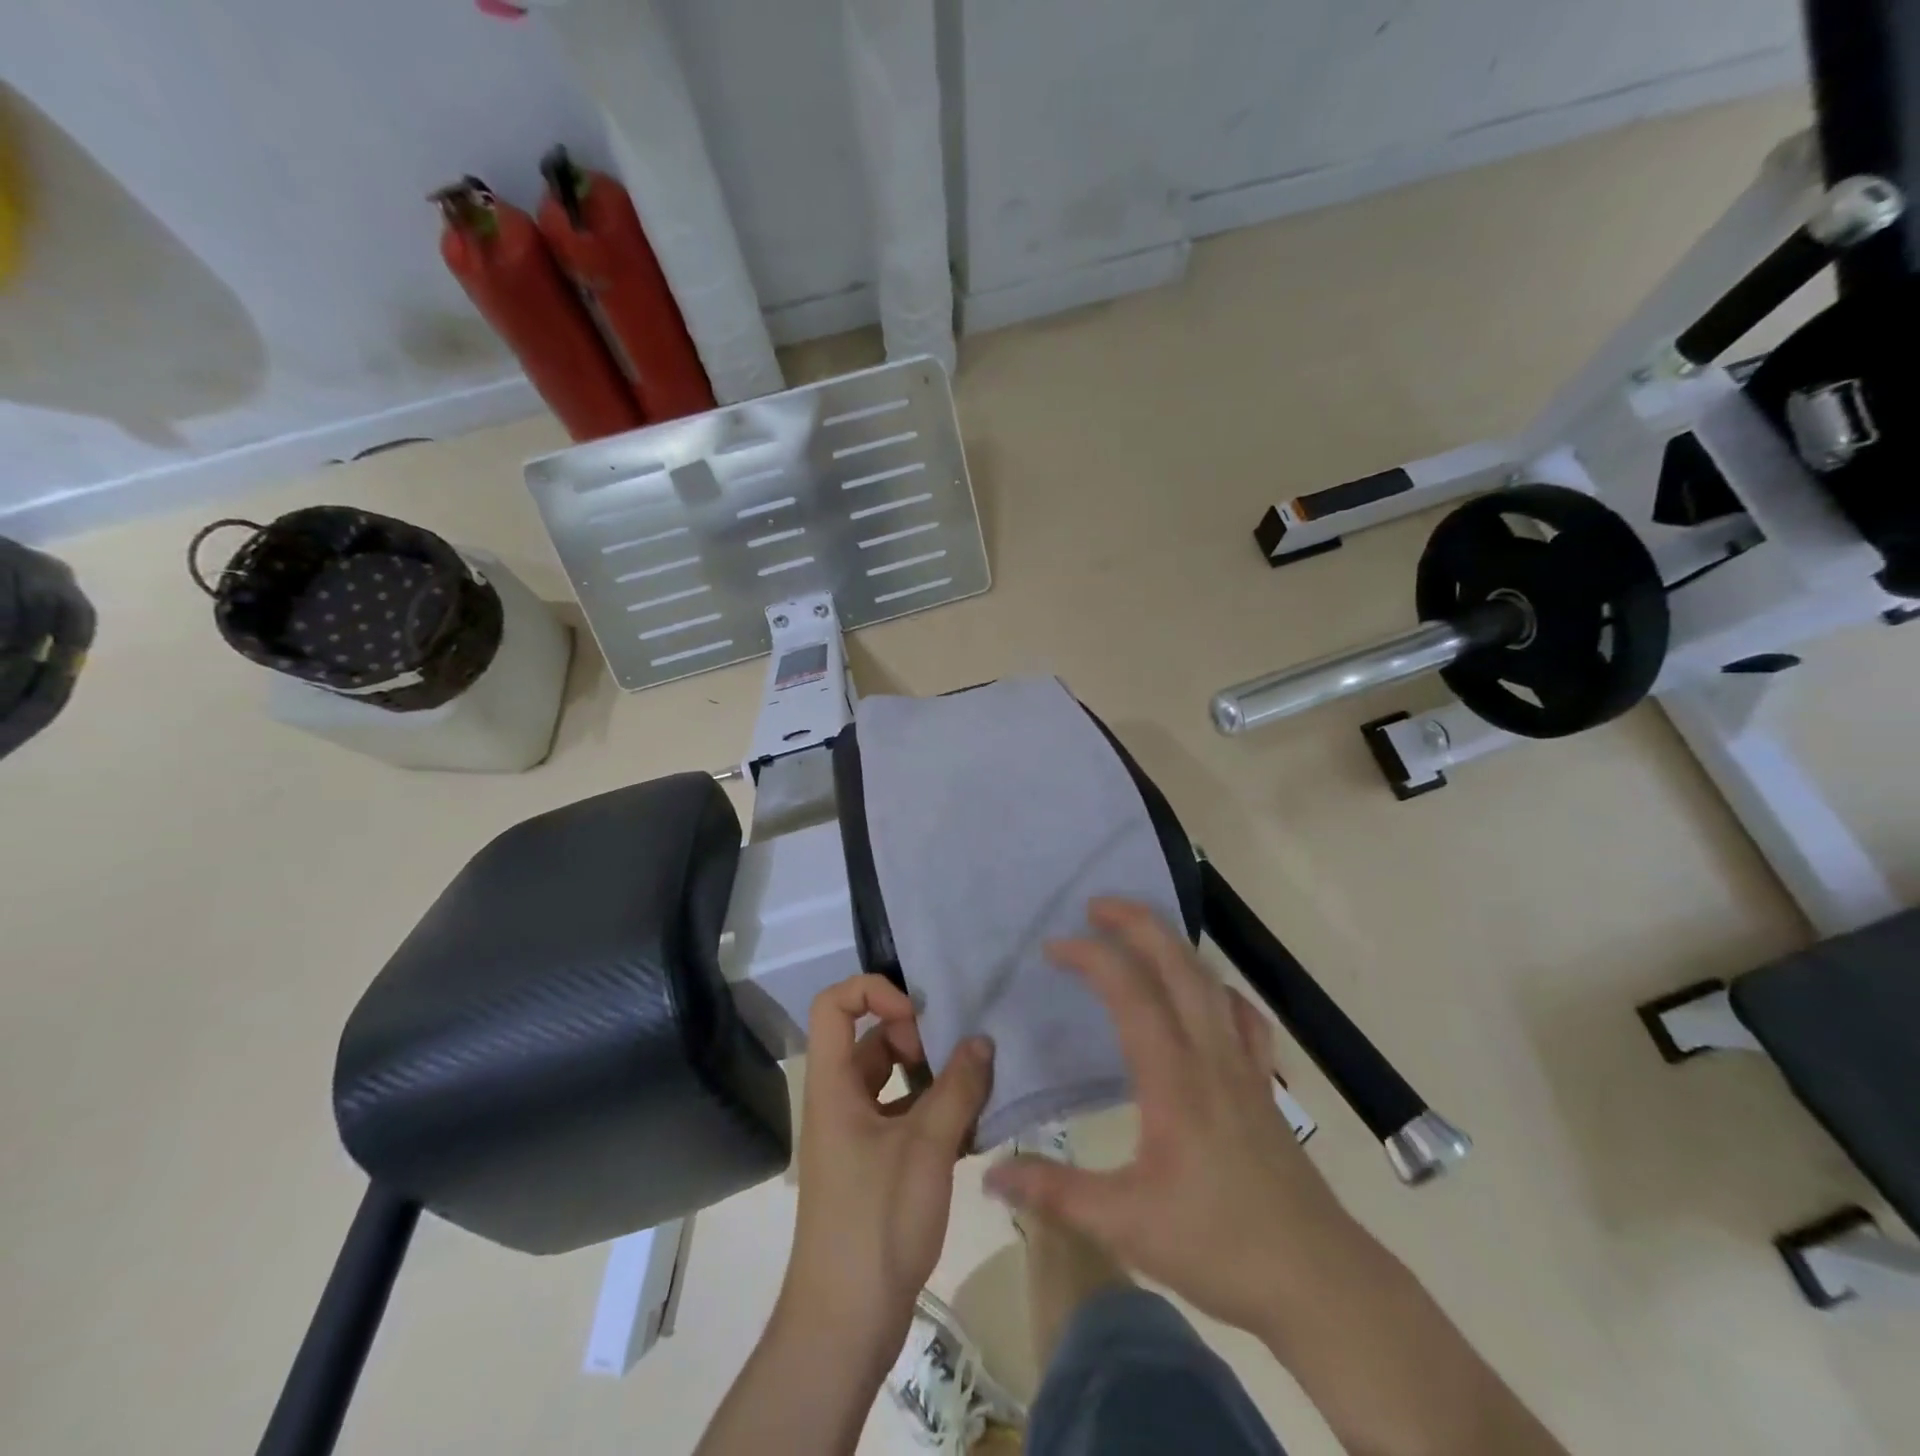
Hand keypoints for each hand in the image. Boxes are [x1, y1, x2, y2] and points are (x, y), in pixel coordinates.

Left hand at [779, 974, 993, 1365]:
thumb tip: (982, 1041)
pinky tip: (973, 1131)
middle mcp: (839, 1101)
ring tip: (977, 1093)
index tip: (919, 1019)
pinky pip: (904, 1118)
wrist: (845, 1325)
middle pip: (871, 1040)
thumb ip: (957, 1088)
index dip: (874, 992)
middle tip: (958, 1061)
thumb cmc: (877, 1223)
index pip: (834, 1005)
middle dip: (917, 1040)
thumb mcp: (925, 1148)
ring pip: (894, 1081)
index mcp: (833, 1085)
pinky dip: (935, 1114)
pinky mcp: (874, 1166)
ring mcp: (856, 1136)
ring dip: (933, 1080)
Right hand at [984, 898, 1361, 1335]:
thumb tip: (990, 1174)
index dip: (1091, 957)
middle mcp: (1211, 1056)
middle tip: (1097, 905)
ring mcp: (1245, 1068)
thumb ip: (1055, 1193)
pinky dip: (1219, 991)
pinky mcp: (1264, 1087)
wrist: (1320, 1283)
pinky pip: (1244, 1018)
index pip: (1129, 993)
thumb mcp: (1125, 1224)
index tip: (1053, 947)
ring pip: (1211, 984)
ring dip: (1174, 947)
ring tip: (1141, 934)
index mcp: (1174, 1078)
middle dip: (1137, 924)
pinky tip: (1208, 997)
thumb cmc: (1220, 1247)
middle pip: (1177, 966)